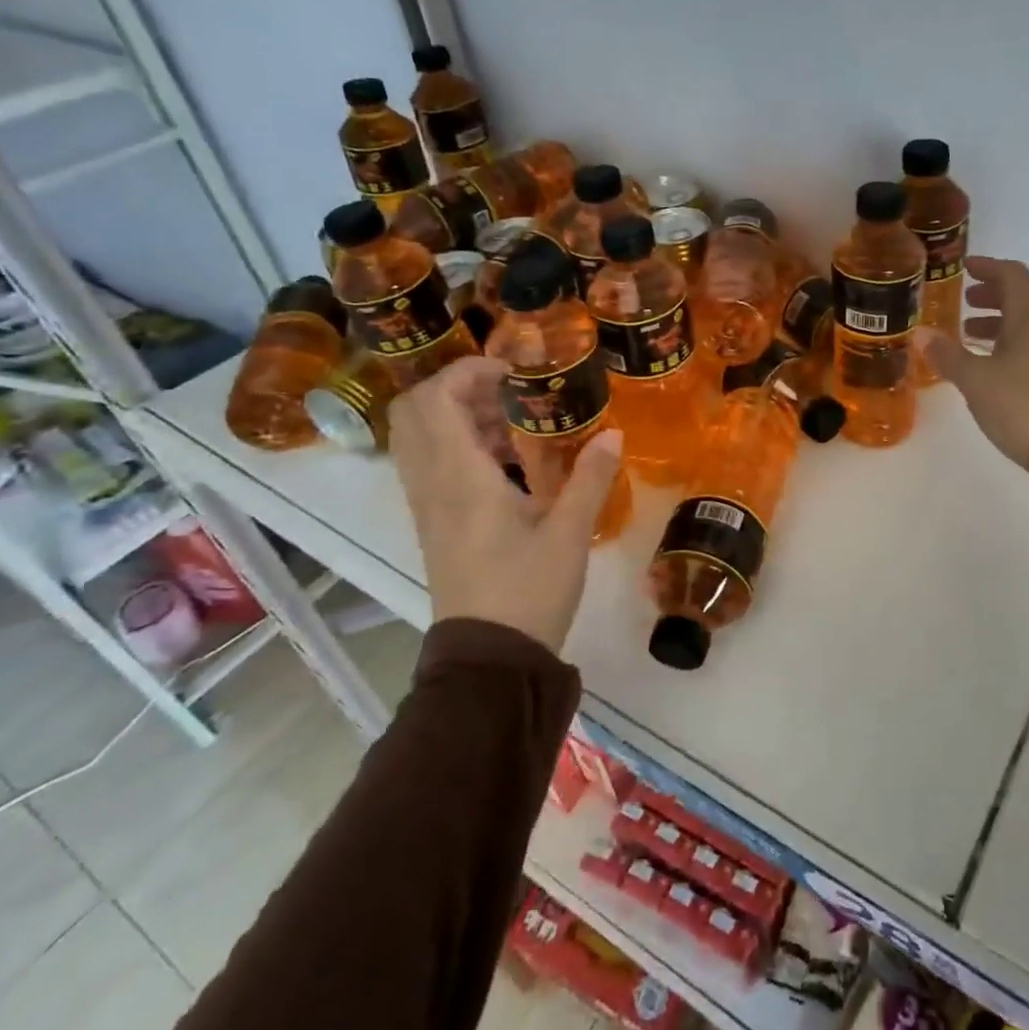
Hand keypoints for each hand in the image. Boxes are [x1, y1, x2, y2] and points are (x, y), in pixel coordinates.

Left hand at [389, 356, 622, 651]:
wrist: (490, 659)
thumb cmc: (529, 590)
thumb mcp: (569, 532)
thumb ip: (590, 476)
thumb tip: (614, 433)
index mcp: (460, 478)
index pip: (436, 400)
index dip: (467, 371)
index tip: (512, 370)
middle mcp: (432, 485)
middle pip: (414, 413)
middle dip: (456, 388)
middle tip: (507, 390)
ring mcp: (427, 506)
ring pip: (419, 439)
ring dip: (457, 417)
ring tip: (514, 422)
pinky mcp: (434, 525)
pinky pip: (430, 465)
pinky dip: (457, 445)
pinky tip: (507, 461)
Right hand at [919, 256, 1028, 470]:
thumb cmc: (1021, 404)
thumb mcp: (976, 380)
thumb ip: (947, 355)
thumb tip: (920, 333)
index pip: (1012, 275)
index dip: (988, 267)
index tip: (964, 267)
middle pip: (1020, 298)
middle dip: (991, 295)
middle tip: (963, 301)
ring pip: (1024, 325)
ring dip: (997, 322)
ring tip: (968, 334)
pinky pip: (1028, 347)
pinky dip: (1005, 344)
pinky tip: (987, 365)